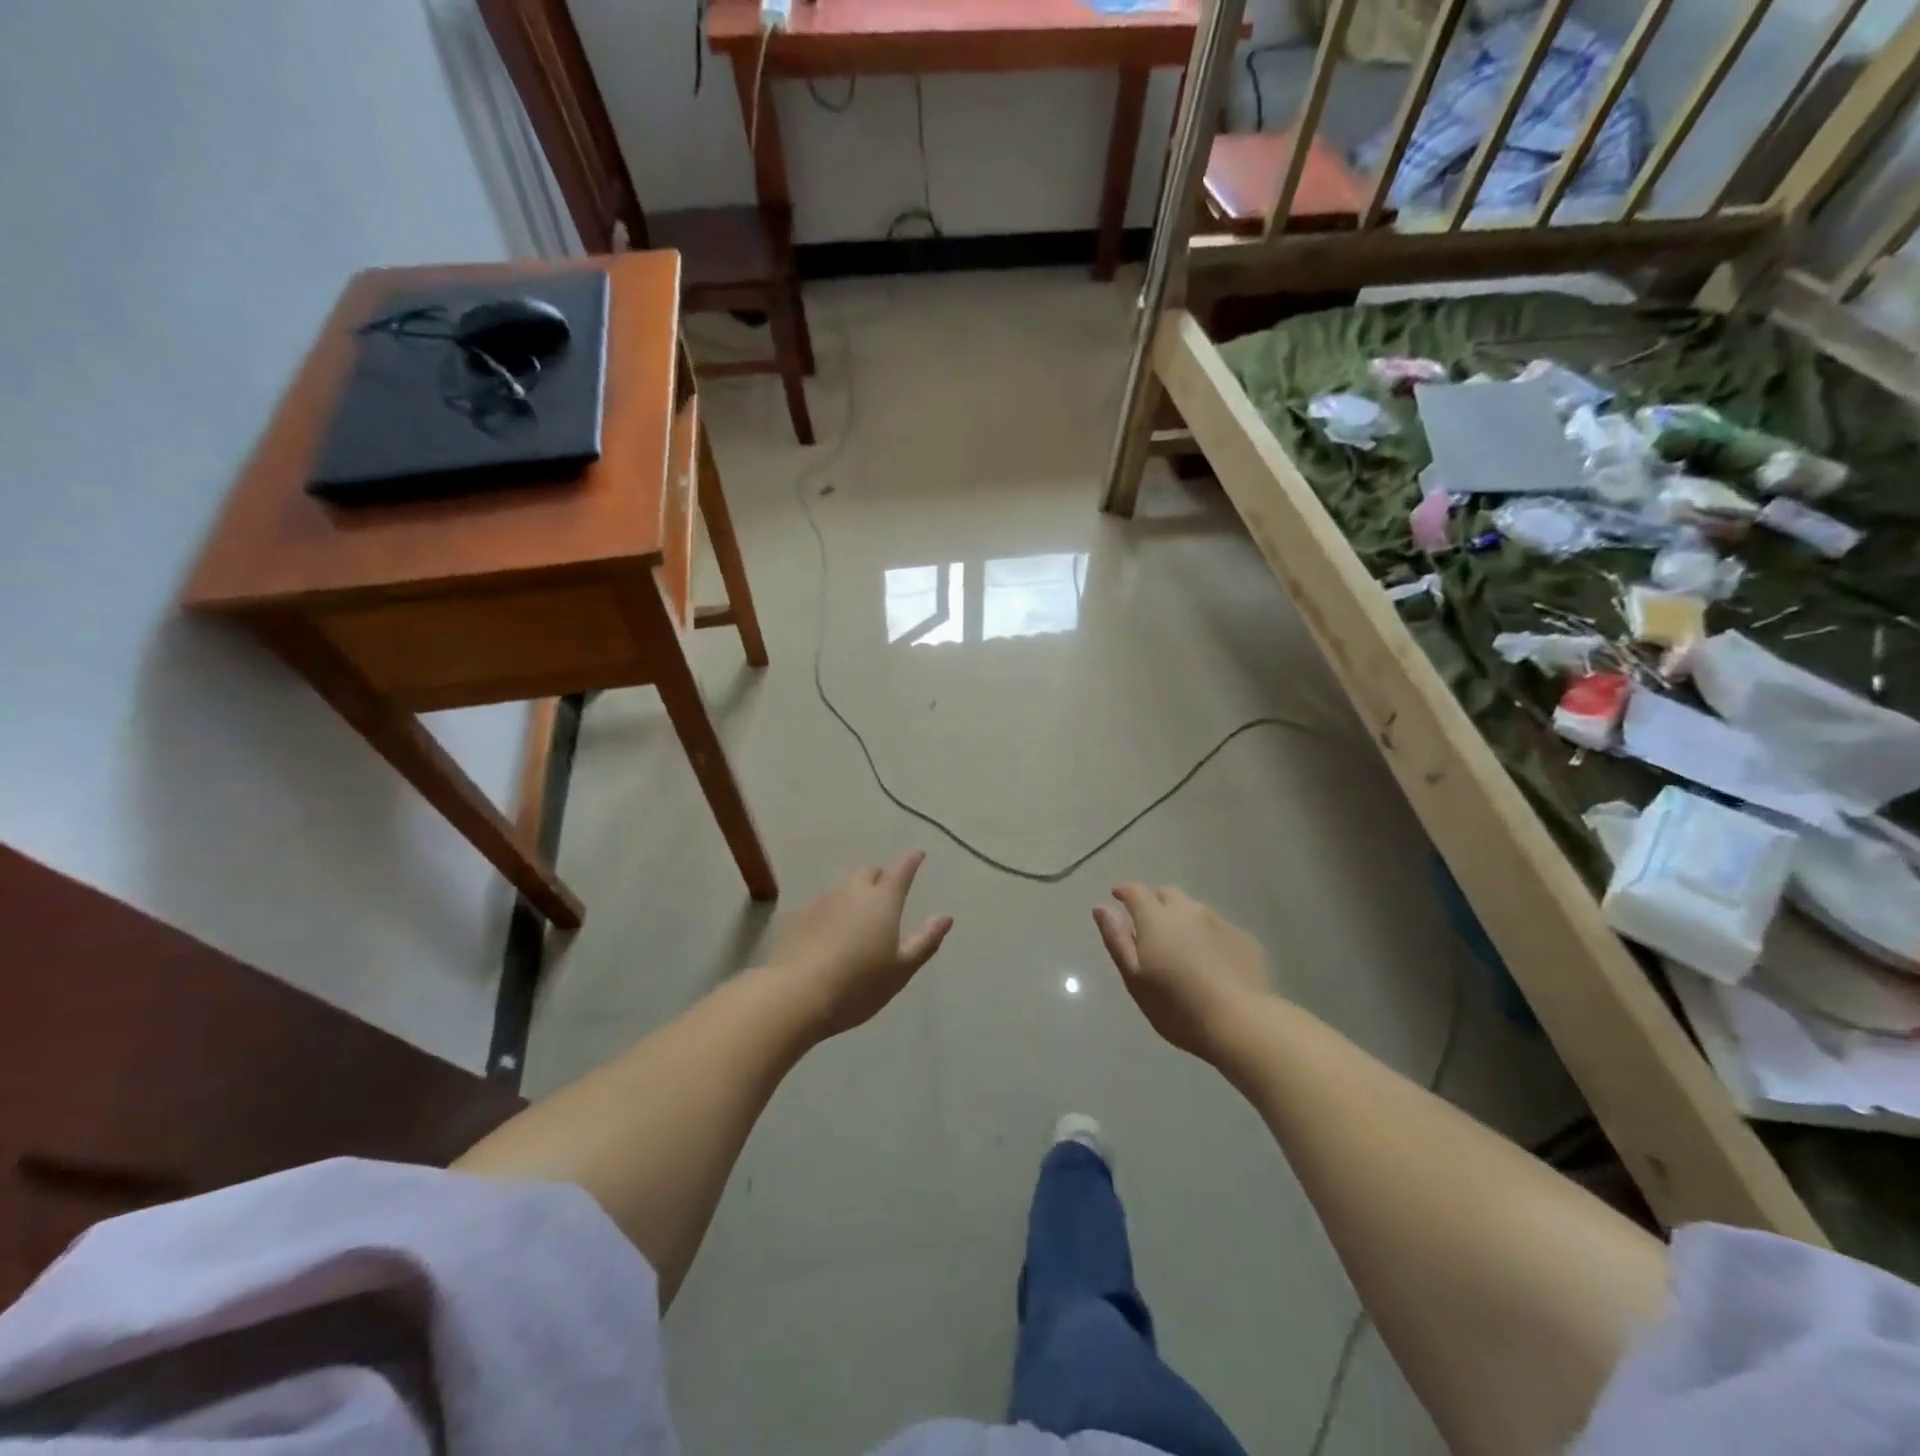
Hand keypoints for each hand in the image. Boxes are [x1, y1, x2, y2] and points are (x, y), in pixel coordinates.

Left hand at [768, 852, 953, 1039]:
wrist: (796, 995)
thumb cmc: (859, 985)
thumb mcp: (901, 970)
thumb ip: (925, 941)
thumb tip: (945, 917)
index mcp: (883, 902)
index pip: (901, 871)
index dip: (911, 861)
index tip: (917, 854)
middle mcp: (852, 892)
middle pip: (868, 873)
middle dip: (880, 876)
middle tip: (885, 890)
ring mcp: (821, 902)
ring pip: (842, 888)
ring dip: (853, 894)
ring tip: (856, 916)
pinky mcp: (796, 918)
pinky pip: (819, 906)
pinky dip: (829, 913)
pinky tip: (826, 933)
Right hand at [1093, 884, 1271, 1060]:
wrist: (1242, 1023)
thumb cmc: (1177, 1006)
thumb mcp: (1135, 978)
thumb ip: (1117, 939)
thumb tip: (1101, 908)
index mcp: (1156, 918)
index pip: (1135, 891)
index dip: (1124, 891)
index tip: (1117, 897)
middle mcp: (1188, 911)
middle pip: (1167, 893)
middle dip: (1154, 901)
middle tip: (1149, 925)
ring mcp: (1219, 922)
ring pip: (1194, 909)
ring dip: (1182, 918)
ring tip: (1180, 945)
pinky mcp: (1244, 939)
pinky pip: (1217, 927)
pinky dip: (1206, 935)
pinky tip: (1209, 961)